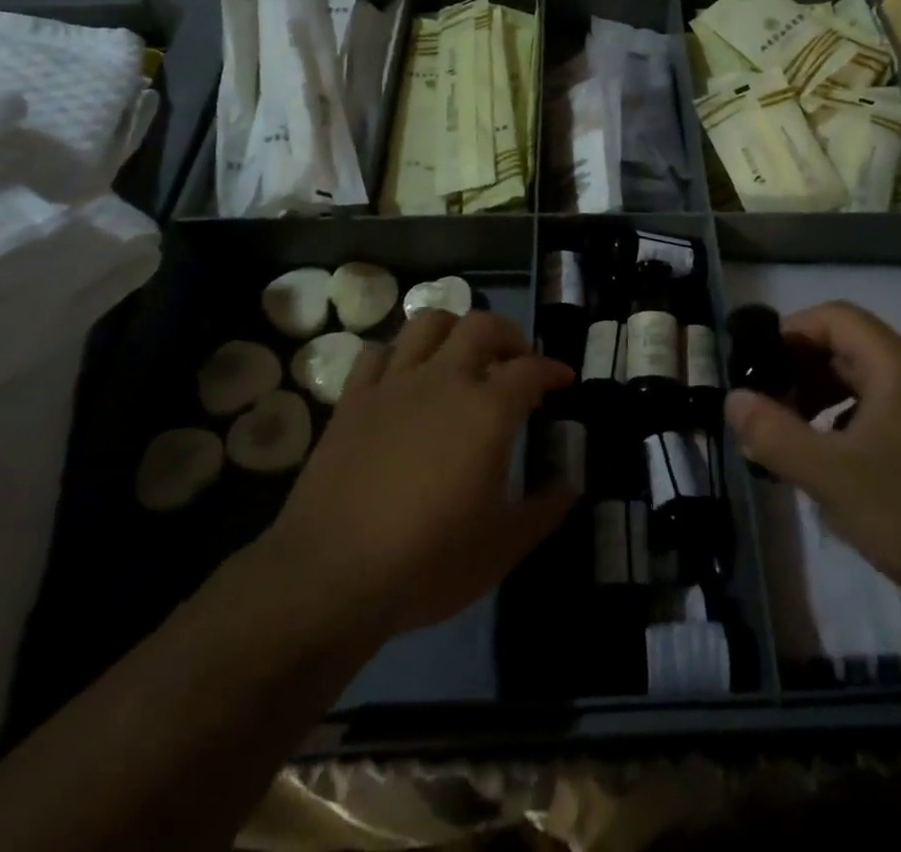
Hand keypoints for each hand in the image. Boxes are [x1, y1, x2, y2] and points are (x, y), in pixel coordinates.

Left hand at [264, 310, 575, 636]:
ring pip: (428, 324)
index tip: (563, 380)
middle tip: (516, 361)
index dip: (553, 370)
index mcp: (487, 410)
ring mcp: (394, 385)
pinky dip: (397, 355)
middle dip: (508, 335)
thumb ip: (542, 512)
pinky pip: (376, 354)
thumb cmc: (427, 563)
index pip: (530, 370)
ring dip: (453, 330)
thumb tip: (570, 488)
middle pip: (481, 325)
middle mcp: (444, 380)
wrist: (330, 576)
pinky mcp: (353, 400)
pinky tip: (405, 378)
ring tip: (462, 356)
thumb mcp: (501, 549)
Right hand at [725, 301, 900, 622]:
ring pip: (866, 381)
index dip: (790, 332)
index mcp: (895, 365)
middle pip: (849, 346)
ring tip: (794, 435)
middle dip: (801, 368)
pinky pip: (884, 411)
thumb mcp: (828, 475)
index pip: (834, 317)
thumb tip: (732, 400)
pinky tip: (836, 464)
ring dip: (823, 397)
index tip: (757, 365)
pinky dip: (849, 422)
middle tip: (768, 403)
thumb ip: (772, 433)